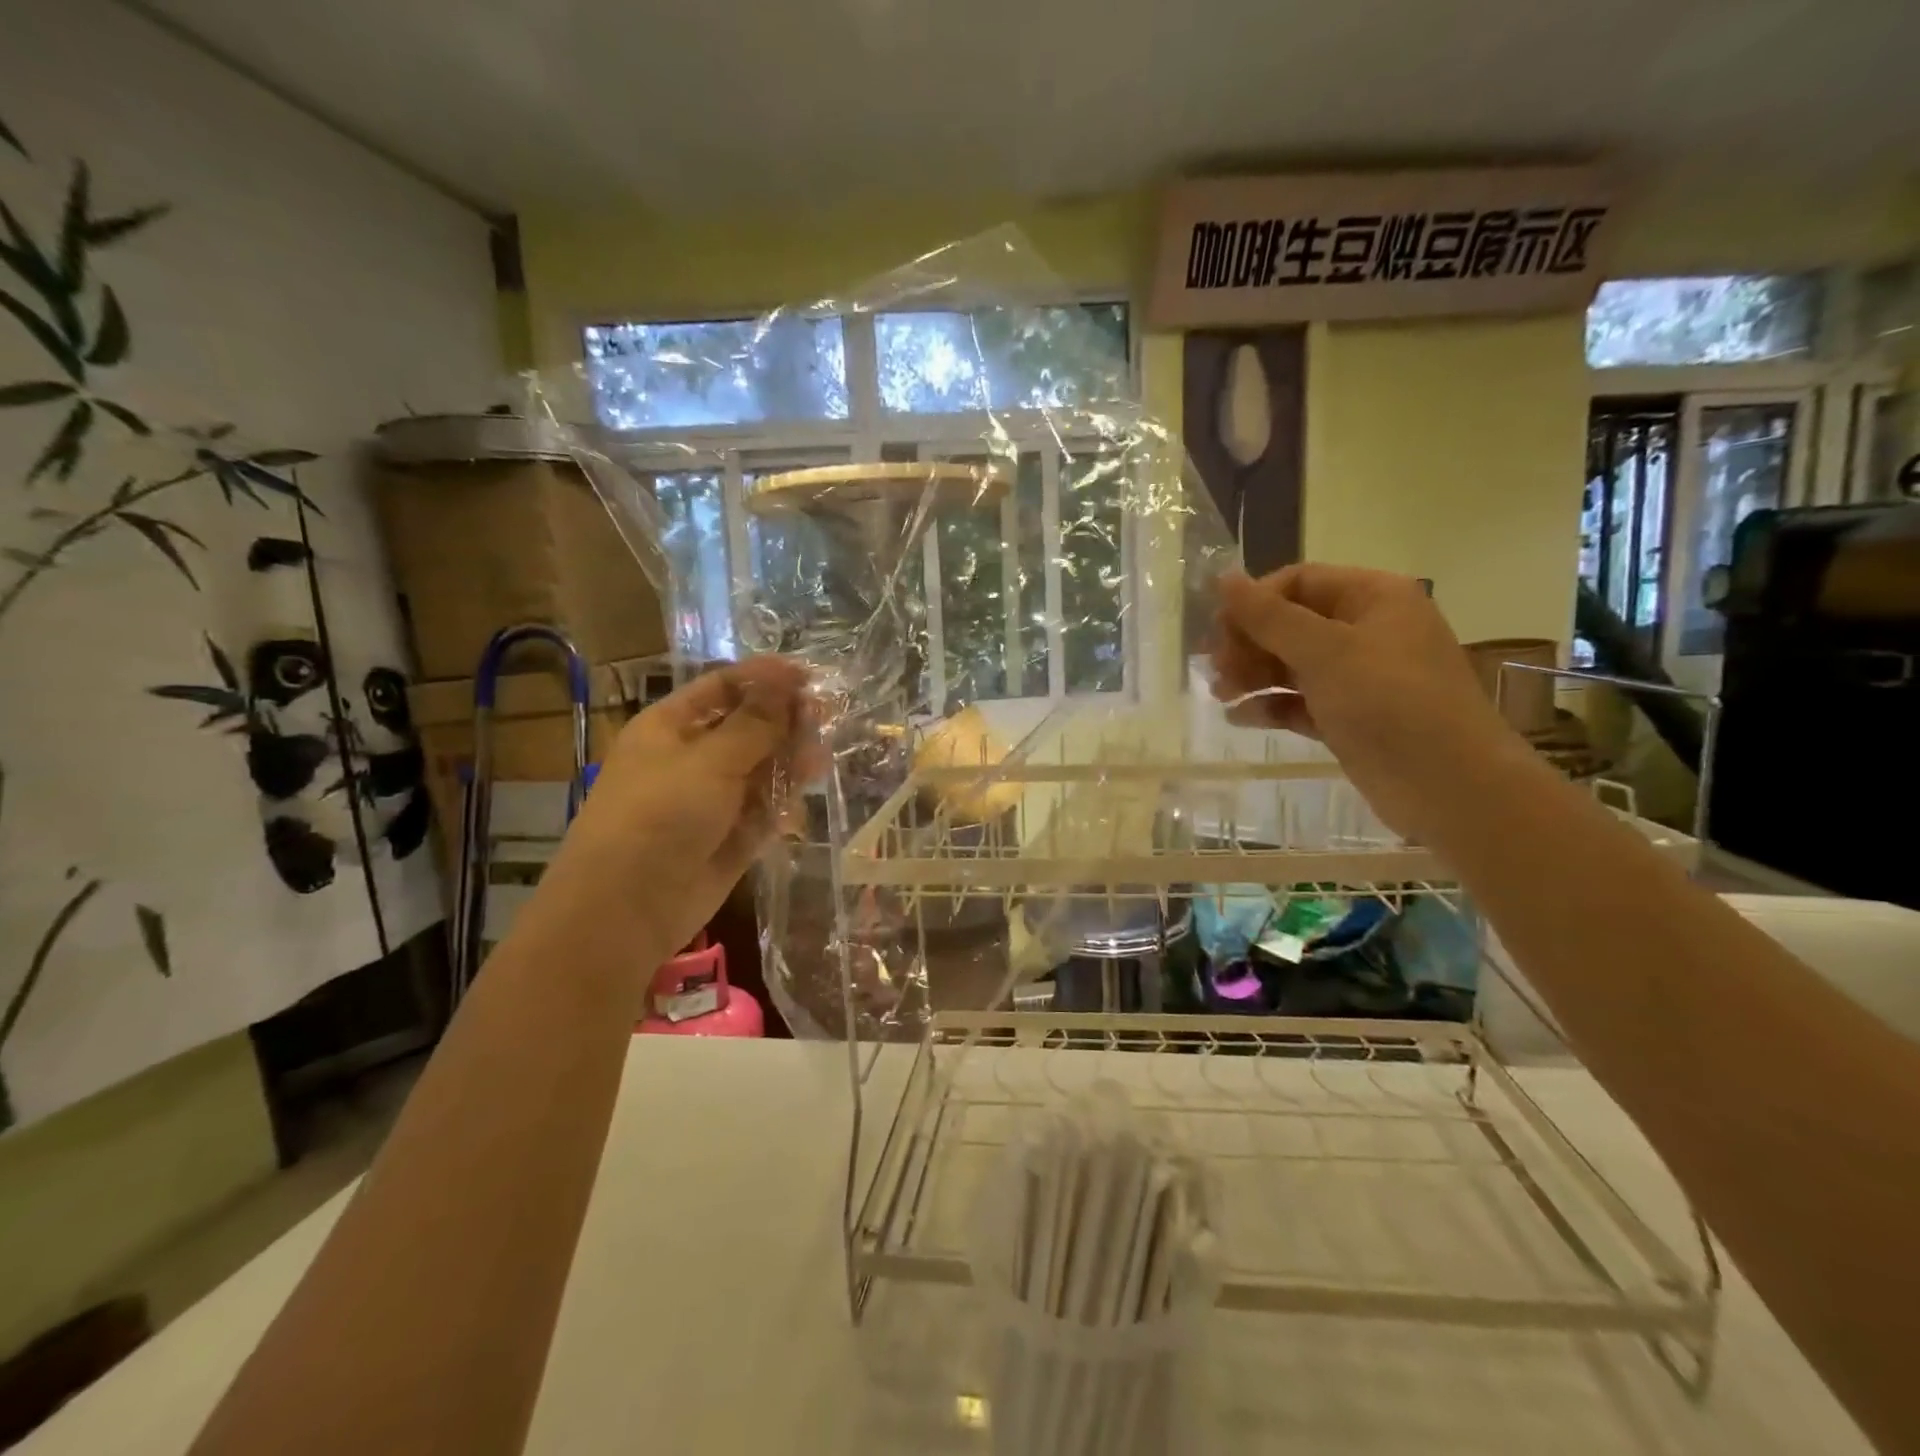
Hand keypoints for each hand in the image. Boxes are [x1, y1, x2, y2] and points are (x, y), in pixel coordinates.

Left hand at [540, 657, 818, 959]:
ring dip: (789, 761)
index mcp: (670, 727)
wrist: (626, 909)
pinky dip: (783, 802)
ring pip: (760, 770)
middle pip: (747, 728)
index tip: (809, 678)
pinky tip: (801, 799)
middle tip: (824, 719)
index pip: (722, 688)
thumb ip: (755, 723)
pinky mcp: (730, 837)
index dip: (764, 679)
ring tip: (819, 760)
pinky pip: (763, 810)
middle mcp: (691, 759)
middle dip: (784, 722)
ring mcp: (711, 800)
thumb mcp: (710, 760)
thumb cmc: (659, 816)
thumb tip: (786, 679)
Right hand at [1210, 565, 1520, 839]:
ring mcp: (1360, 677)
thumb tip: (1223, 577)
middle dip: (1249, 643)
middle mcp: (1367, 630)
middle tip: (1214, 670)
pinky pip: (1301, 702)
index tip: (1218, 631)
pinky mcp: (1350, 718)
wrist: (1448, 785)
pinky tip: (1240, 718)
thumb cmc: (1388, 701)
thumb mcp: (1324, 651)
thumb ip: (1268, 616)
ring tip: (1221, 694)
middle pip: (1291, 624)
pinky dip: (1271, 707)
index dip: (1255, 602)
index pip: (1299, 582)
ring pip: (1292, 665)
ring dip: (1253, 675)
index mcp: (1373, 598)